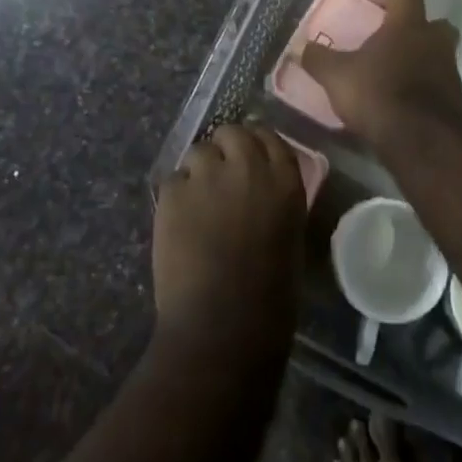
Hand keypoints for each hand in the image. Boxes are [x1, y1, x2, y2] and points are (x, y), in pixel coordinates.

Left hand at [153, 124, 306, 351]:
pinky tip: (178, 225)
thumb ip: (275, 201)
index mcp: (284, 180)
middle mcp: (248, 166)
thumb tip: (259, 191)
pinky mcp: (173, 193)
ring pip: (197, 152)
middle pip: (231, 132)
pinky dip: (175, 198)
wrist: (223, 329)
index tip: (247, 160)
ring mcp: (207, 176)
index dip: (255, 146)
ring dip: (197, 172)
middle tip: (219, 178)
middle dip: (224, 150)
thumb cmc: (269, 298)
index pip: (268, 137)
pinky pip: (172, 181)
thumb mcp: (289, 236)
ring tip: (196, 203)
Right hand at [299, 0, 461, 148]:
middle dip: (412, 29)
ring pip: (437, 53)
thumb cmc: (379, 94)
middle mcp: (434, 40)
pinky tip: (402, 104)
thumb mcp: (337, 76)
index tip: (371, 9)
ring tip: (391, 78)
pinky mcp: (456, 99)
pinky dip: (424, 88)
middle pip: (432, 21)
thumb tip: (302, 47)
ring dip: (419, 60)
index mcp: (408, 24)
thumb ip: (318, 59)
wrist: (423, 143)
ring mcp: (450, 70)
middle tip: (387, 43)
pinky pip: (439, 83)